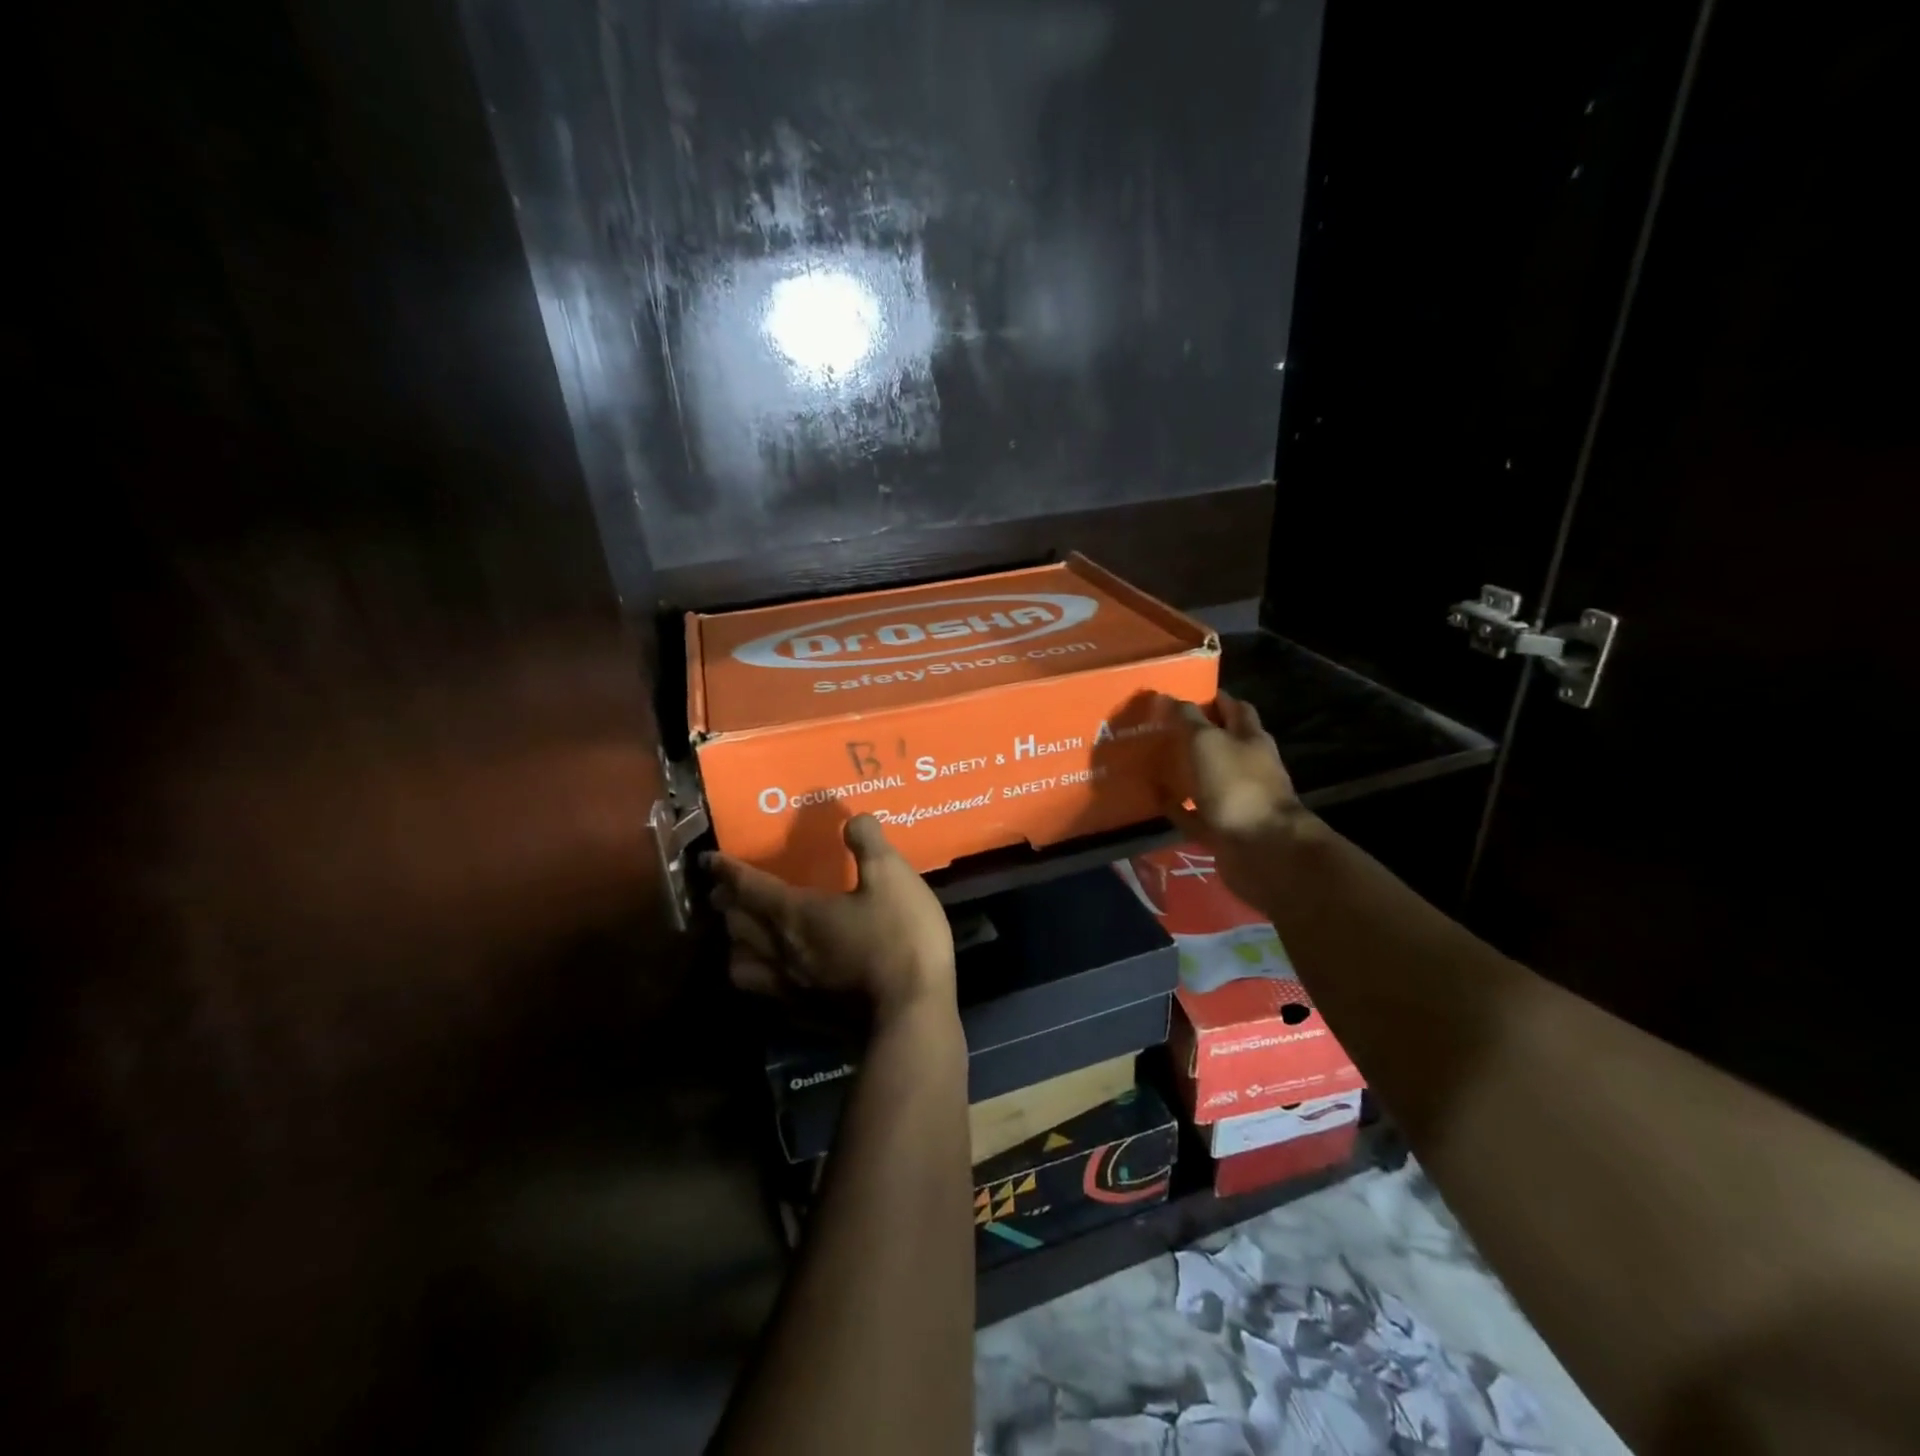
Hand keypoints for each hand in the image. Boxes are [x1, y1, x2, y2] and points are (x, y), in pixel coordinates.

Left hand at [705, 814, 956, 1024]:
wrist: (911, 1015)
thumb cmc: (900, 938)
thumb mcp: (893, 878)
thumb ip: (868, 844)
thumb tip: (853, 819)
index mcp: (795, 913)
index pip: (748, 887)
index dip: (727, 870)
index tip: (708, 860)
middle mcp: (781, 950)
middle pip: (737, 924)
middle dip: (727, 903)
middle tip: (725, 890)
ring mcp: (790, 988)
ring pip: (741, 964)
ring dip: (735, 943)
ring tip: (744, 933)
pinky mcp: (804, 1015)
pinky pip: (765, 992)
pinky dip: (759, 975)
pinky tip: (776, 974)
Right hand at [1156, 691, 1311, 907]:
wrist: (1262, 850)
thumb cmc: (1236, 786)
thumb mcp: (1207, 742)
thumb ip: (1187, 719)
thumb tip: (1167, 697)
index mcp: (1251, 739)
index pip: (1235, 709)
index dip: (1215, 699)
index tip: (1186, 693)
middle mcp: (1248, 766)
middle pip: (1222, 744)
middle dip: (1197, 735)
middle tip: (1162, 728)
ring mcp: (1238, 800)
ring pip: (1208, 779)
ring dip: (1186, 772)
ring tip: (1154, 762)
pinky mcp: (1224, 830)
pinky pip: (1196, 814)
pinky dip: (1179, 807)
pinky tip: (1157, 800)